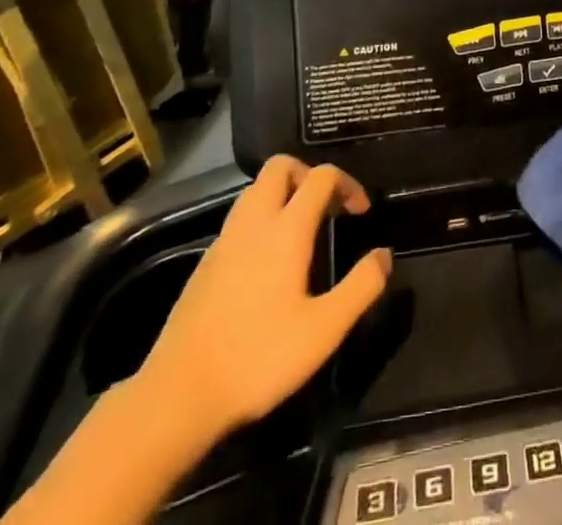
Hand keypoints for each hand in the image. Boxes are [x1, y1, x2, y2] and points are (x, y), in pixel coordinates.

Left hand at [135, 157, 391, 441]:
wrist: (177, 396)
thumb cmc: (258, 357)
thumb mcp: (324, 330)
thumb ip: (361, 287)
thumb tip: (384, 255)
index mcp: (286, 228)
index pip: (321, 176)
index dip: (347, 183)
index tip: (360, 212)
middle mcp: (254, 221)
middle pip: (281, 166)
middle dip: (308, 174)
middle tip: (327, 208)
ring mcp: (225, 240)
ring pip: (255, 190)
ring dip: (283, 194)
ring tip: (302, 229)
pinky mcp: (205, 263)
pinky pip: (239, 218)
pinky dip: (261, 219)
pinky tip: (268, 260)